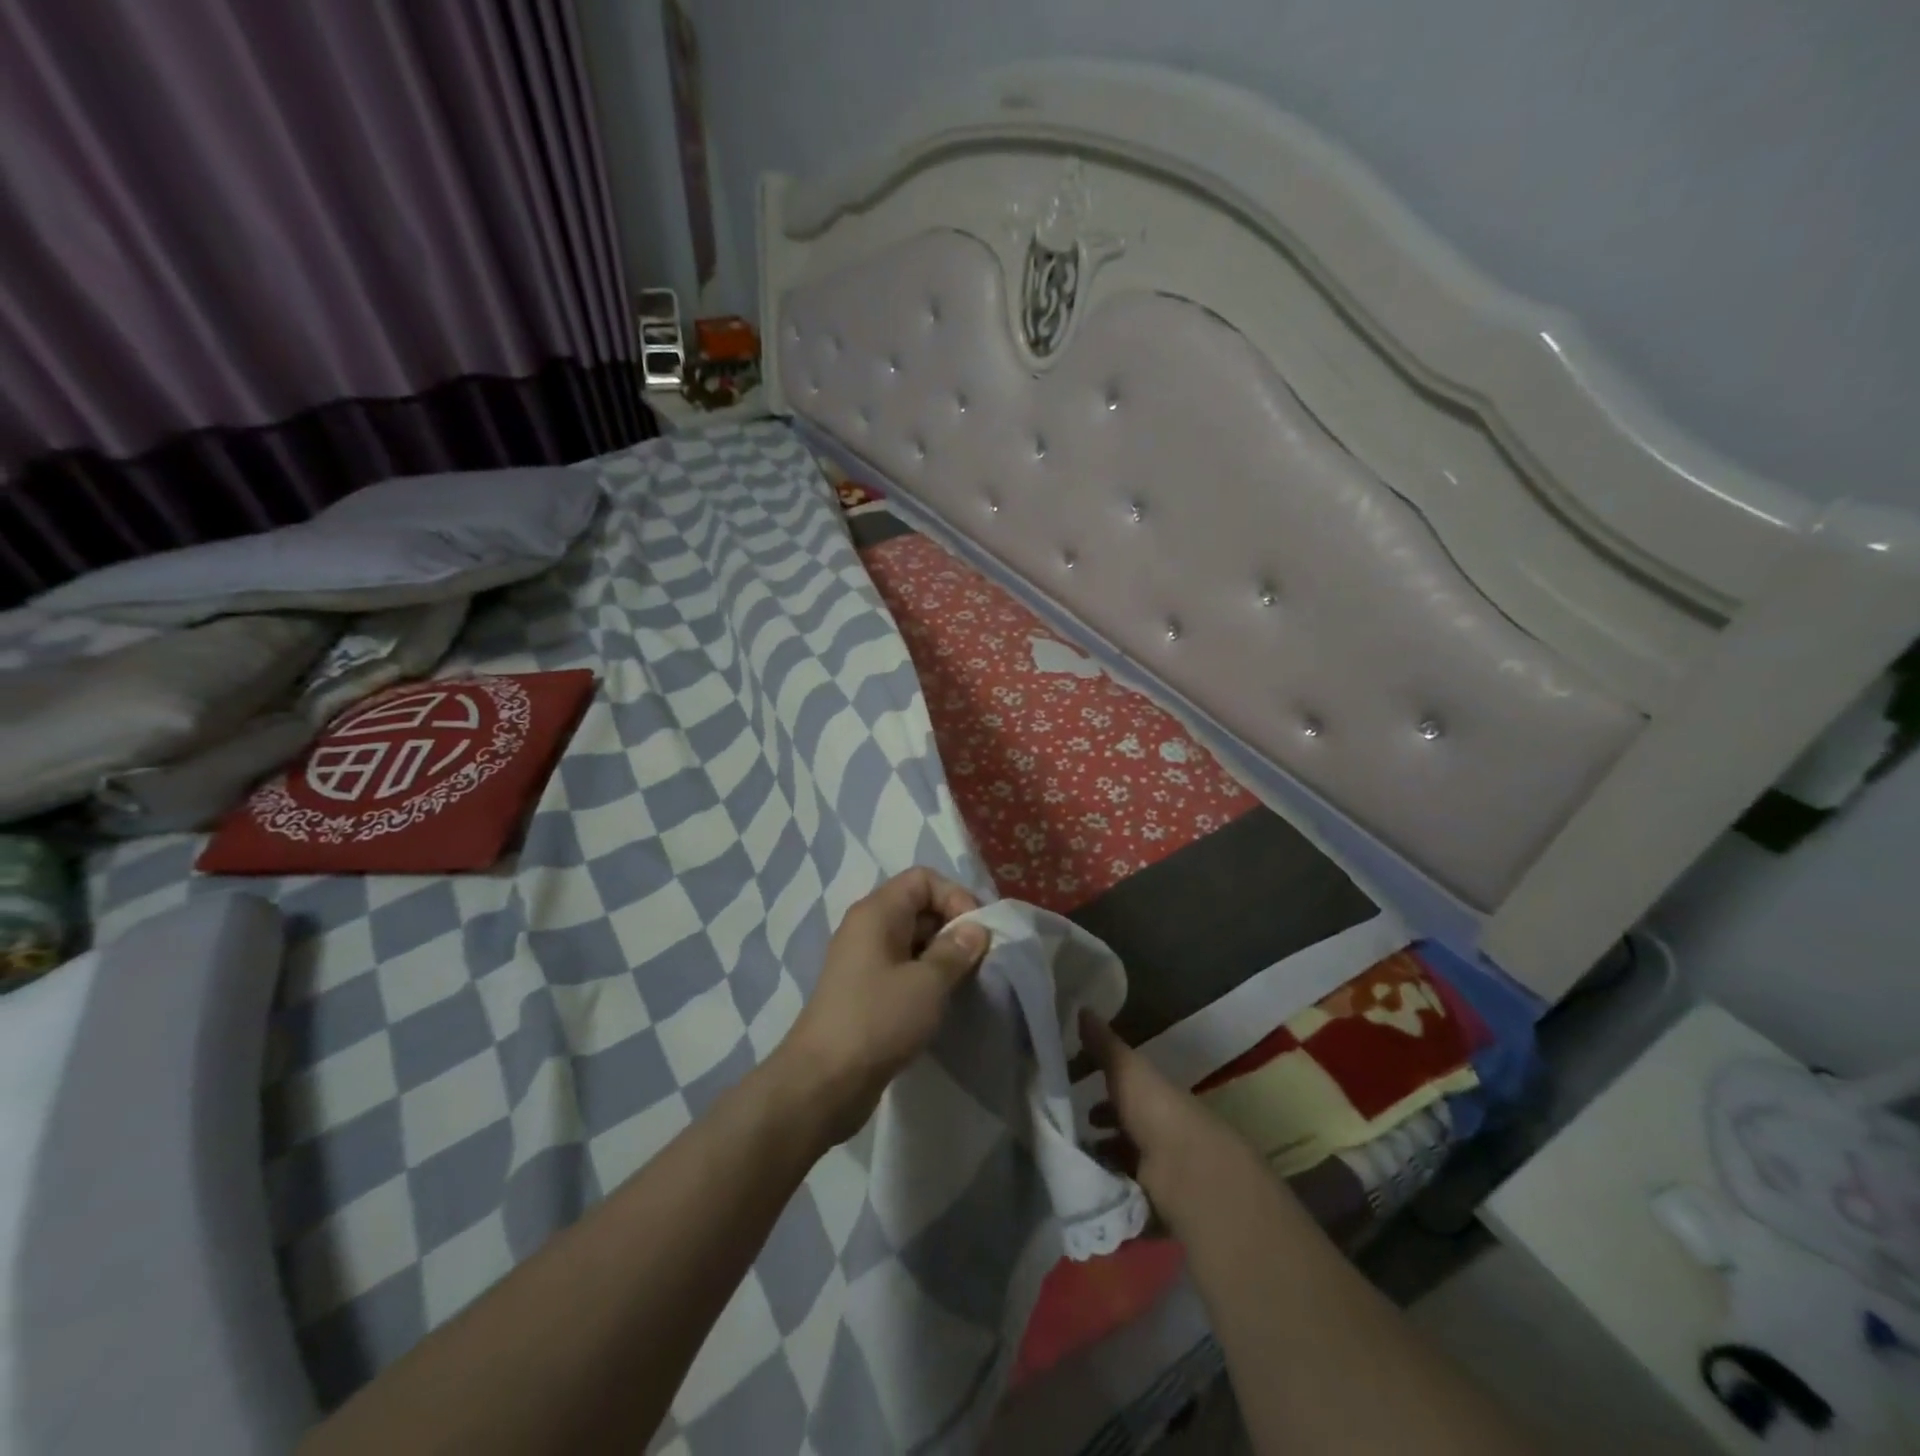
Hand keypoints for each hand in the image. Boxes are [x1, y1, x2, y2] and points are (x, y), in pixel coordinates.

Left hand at [775, 868, 990, 1145]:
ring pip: (913, 940)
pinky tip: (942, 1002)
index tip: (976, 933)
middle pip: (919, 906)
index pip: (923, 879)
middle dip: (952, 927)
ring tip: (964, 983)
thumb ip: (956, 950)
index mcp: (877, 912)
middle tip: (978, 960)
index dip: (955, 896)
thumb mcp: (927, 983)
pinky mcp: (864, 991)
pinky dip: (925, 977)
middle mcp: (867, 927)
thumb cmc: (878, 1020)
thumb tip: (976, 928)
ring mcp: (863, 960)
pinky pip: (902, 968)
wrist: (823, 1082)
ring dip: (942, 956)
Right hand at [1081, 1010, 1251, 1218]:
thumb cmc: (1155, 1110)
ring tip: (1073, 1159)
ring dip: (1101, 1159)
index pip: (1127, 1086)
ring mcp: (1162, 1170)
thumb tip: (1081, 1007)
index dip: (1102, 1084)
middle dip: (1100, 1125)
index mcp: (1156, 1096)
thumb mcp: (1125, 1069)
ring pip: (1125, 1160)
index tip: (1072, 1085)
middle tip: (1068, 1127)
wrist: (1188, 1172)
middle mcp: (1161, 1130)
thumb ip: (1103, 1044)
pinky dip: (1108, 1192)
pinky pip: (1126, 1195)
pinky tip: (1086, 1189)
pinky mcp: (1158, 1205)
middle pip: (1126, 1125)